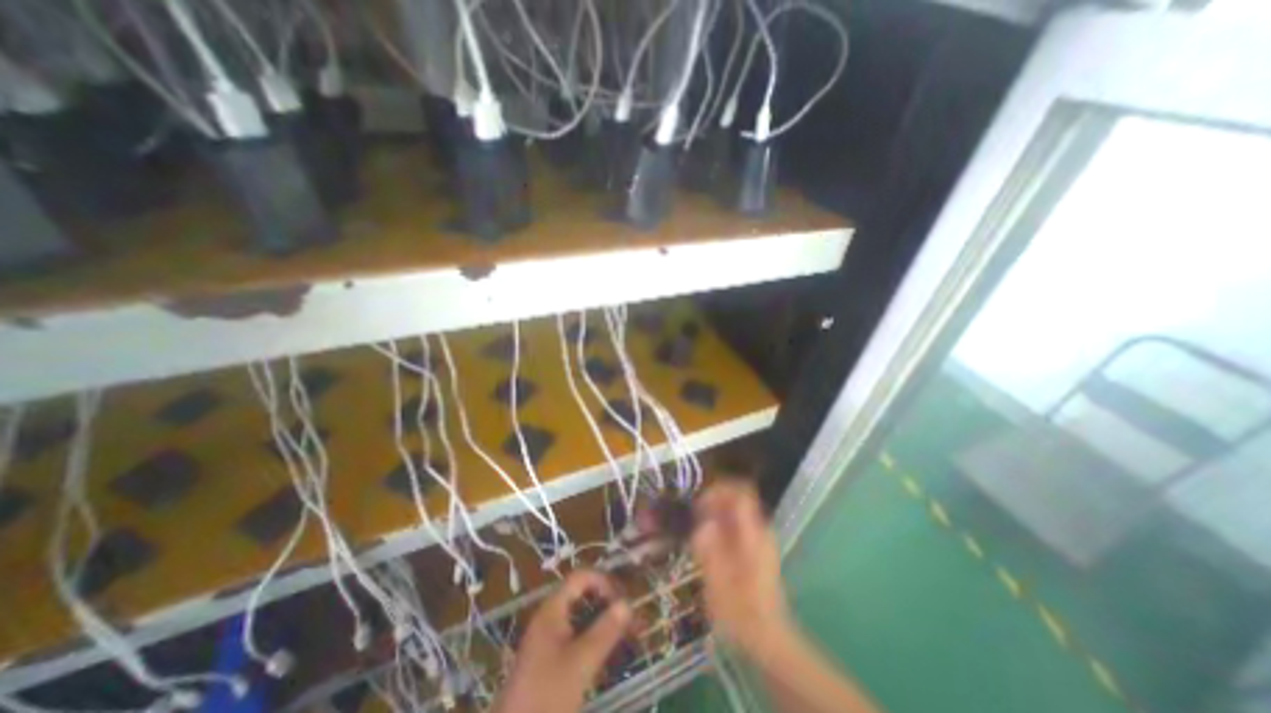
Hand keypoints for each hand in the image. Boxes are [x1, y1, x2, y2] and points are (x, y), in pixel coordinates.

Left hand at [496, 572, 633, 712]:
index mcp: (553, 609)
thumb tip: (627, 603)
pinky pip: (576, 637)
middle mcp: (550, 616)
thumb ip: (605, 630)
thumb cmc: (547, 694)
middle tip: (631, 620)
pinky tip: (609, 656)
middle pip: (582, 596)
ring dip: (604, 624)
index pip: (581, 577)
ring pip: (581, 618)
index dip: (603, 582)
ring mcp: (548, 638)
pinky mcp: (549, 659)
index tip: (623, 601)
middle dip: (608, 604)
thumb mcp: (581, 662)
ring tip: (627, 638)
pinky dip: (594, 640)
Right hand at [691, 482, 789, 655]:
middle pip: (738, 496)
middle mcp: (761, 529)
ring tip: (698, 527)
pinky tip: (709, 540)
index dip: (718, 490)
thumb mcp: (717, 581)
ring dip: (716, 511)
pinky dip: (722, 523)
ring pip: (737, 508)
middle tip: (694, 516)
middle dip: (714, 500)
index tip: (699, 504)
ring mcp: (760, 537)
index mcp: (754, 534)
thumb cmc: (741, 612)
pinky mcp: (756, 546)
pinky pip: (738, 521)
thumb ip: (709, 547)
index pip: (741, 492)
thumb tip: (702, 522)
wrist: (767, 637)